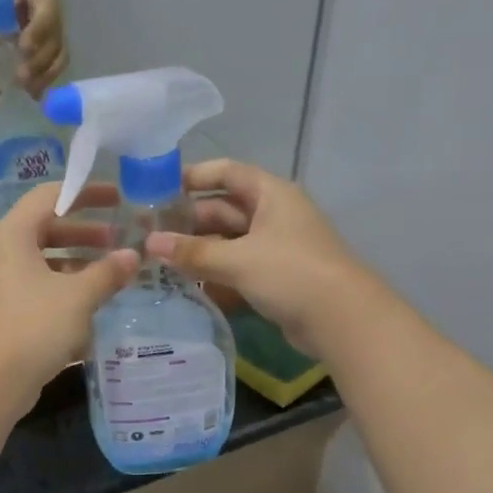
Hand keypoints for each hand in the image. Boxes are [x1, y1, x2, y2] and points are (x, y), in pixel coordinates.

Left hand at [0, 182, 137, 411]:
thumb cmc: (33, 326)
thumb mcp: (78, 296)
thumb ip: (108, 272)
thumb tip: (133, 255)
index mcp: (12, 235)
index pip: (49, 196)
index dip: (85, 193)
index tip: (117, 198)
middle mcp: (1, 252)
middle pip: (46, 227)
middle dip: (85, 232)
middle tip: (120, 237)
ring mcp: (0, 283)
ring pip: (44, 260)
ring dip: (78, 262)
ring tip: (113, 270)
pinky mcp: (5, 310)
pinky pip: (39, 286)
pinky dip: (65, 287)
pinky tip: (93, 302)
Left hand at [14, 0, 68, 97]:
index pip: (46, 14)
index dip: (37, 33)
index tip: (23, 48)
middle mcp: (56, 14)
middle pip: (54, 42)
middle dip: (39, 62)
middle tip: (21, 77)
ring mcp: (58, 34)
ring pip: (59, 58)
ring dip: (45, 76)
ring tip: (28, 90)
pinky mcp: (56, 50)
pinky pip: (56, 68)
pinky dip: (46, 82)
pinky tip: (34, 95)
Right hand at [146, 159, 374, 356]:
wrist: (342, 319)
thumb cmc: (290, 273)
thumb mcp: (238, 260)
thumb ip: (193, 253)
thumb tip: (150, 244)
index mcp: (271, 194)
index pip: (227, 172)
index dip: (194, 176)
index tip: (158, 189)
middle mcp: (275, 214)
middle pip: (225, 210)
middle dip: (190, 222)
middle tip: (150, 235)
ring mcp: (277, 247)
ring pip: (230, 242)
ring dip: (200, 251)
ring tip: (161, 262)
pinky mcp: (278, 277)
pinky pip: (240, 267)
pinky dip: (217, 274)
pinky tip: (189, 285)